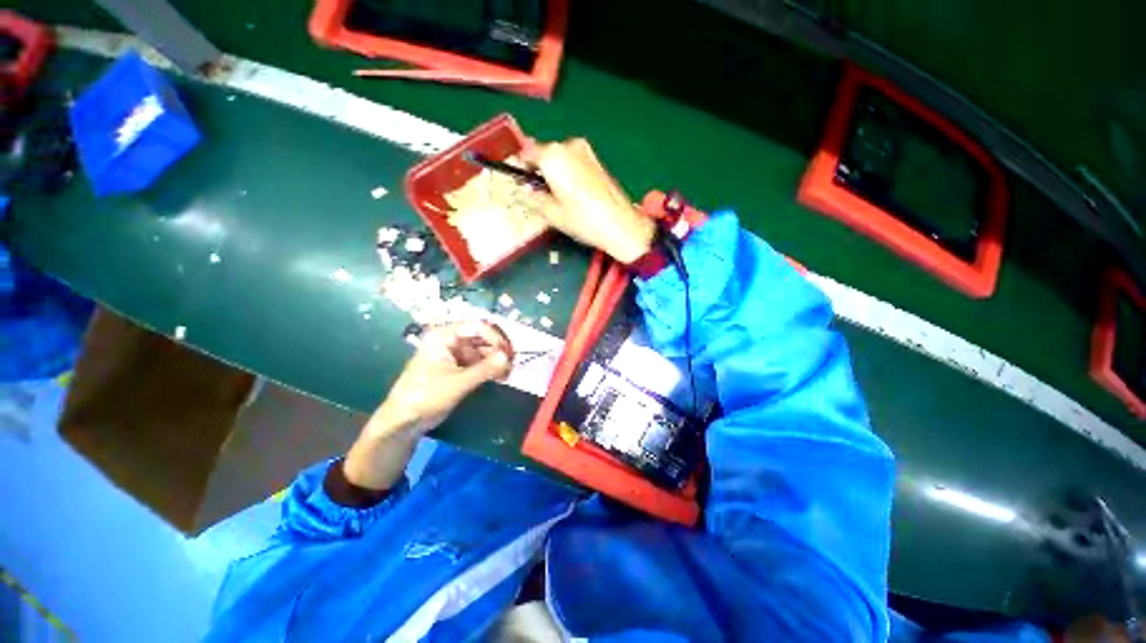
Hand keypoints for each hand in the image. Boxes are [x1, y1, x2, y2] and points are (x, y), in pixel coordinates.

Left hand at [368, 321, 513, 438]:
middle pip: (483, 337)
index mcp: (445, 335)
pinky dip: (491, 368)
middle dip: (499, 349)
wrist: (404, 421)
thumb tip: (509, 357)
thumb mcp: (458, 382)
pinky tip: (500, 377)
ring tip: (507, 374)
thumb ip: (485, 369)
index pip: (478, 326)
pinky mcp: (459, 367)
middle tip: (512, 364)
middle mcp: (451, 340)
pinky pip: (480, 362)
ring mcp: (455, 354)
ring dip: (497, 360)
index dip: (497, 337)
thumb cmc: (426, 396)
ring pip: (484, 350)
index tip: (509, 354)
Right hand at [523, 138, 655, 263]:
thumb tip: (526, 189)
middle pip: (545, 153)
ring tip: (561, 197)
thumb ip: (534, 197)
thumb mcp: (552, 213)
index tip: (523, 184)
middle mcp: (568, 146)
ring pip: (560, 157)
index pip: (527, 153)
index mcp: (553, 156)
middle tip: (543, 194)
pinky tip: (575, 194)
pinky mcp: (597, 160)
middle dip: (540, 170)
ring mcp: (585, 151)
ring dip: (555, 171)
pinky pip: (574, 161)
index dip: (522, 168)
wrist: (620, 224)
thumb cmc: (583, 220)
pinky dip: (569, 172)